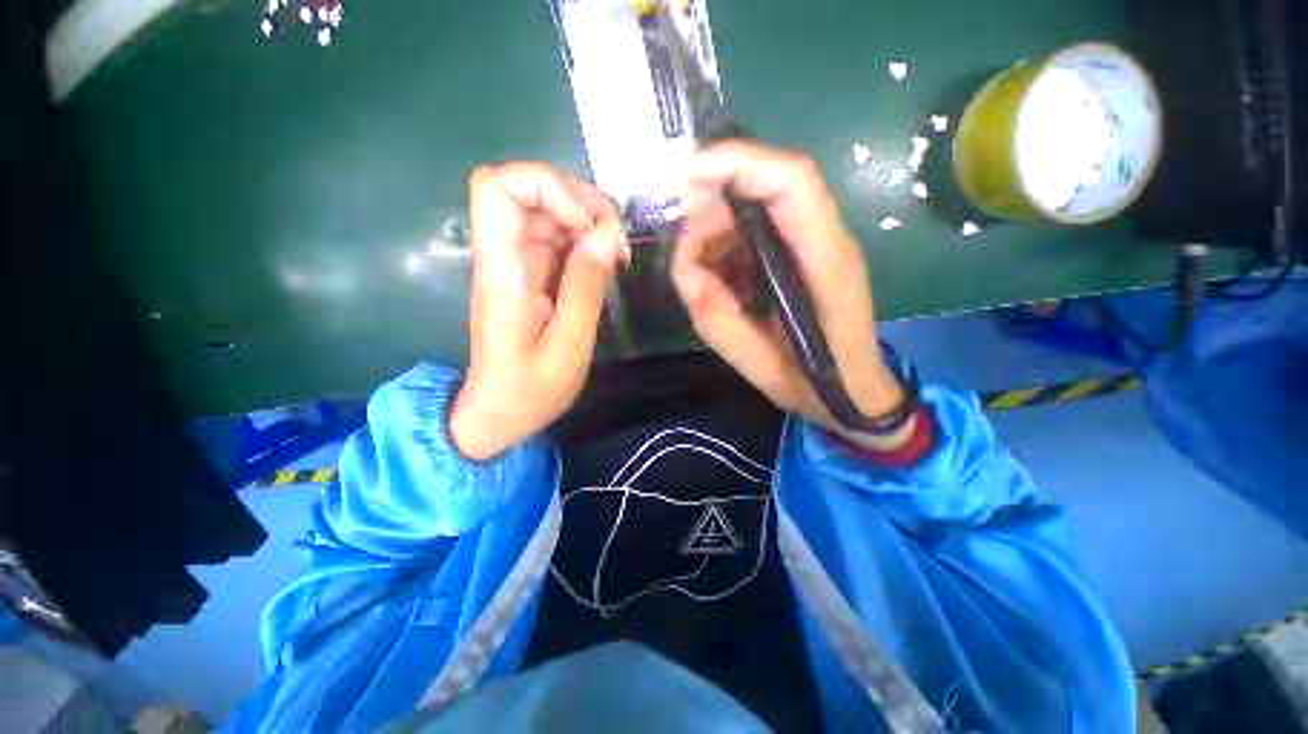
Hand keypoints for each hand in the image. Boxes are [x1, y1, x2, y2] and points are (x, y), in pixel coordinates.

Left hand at [450, 163, 628, 460]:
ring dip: (586, 219)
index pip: (498, 188)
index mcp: (503, 271)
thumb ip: (586, 287)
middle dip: (578, 199)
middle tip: (616, 236)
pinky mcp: (531, 275)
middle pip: (526, 189)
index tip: (588, 224)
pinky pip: (557, 238)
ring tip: (617, 251)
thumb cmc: (531, 389)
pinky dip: (585, 239)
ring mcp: (517, 263)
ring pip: (546, 210)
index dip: (547, 187)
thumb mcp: (568, 344)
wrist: (499, 413)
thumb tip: (606, 233)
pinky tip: (606, 262)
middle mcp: (504, 256)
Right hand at [672, 141, 910, 446]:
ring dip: (718, 232)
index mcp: (826, 261)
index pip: (792, 182)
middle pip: (769, 187)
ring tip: (700, 276)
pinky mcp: (802, 255)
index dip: (739, 163)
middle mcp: (826, 240)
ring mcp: (815, 245)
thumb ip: (717, 319)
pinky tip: (720, 281)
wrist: (854, 393)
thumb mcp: (758, 365)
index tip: (687, 174)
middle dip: (715, 207)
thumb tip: (685, 269)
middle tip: (686, 252)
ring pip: (757, 209)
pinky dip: (728, 248)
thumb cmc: (815, 384)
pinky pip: (757, 233)